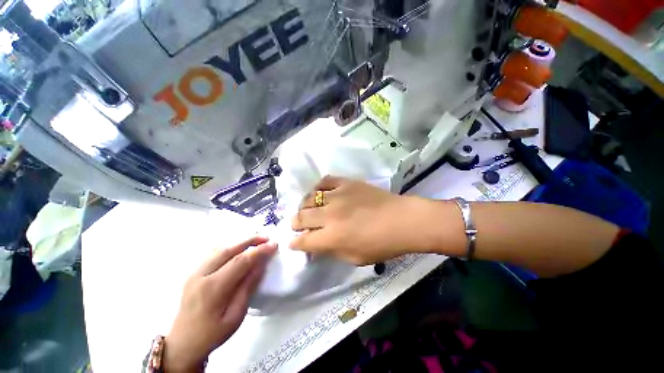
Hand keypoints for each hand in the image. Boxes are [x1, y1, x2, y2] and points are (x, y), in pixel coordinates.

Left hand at [164, 237, 276, 372]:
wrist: (183, 343)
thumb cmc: (212, 333)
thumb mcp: (236, 315)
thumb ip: (249, 286)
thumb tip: (261, 264)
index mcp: (213, 288)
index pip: (240, 261)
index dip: (259, 251)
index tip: (274, 245)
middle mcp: (201, 275)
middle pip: (229, 249)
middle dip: (250, 241)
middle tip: (267, 238)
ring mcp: (194, 272)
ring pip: (220, 248)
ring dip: (240, 242)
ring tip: (256, 241)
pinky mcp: (193, 272)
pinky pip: (213, 253)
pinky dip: (229, 247)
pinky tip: (238, 249)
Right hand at [290, 176, 426, 264]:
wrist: (402, 220)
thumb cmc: (382, 244)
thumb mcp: (354, 258)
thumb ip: (331, 251)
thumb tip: (316, 245)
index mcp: (332, 237)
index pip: (303, 241)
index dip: (295, 243)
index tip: (293, 242)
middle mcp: (330, 215)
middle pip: (301, 217)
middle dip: (295, 223)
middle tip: (297, 225)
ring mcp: (337, 195)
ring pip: (309, 198)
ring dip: (304, 206)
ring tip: (307, 209)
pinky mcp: (346, 183)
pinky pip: (324, 181)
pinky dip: (317, 188)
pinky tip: (319, 193)